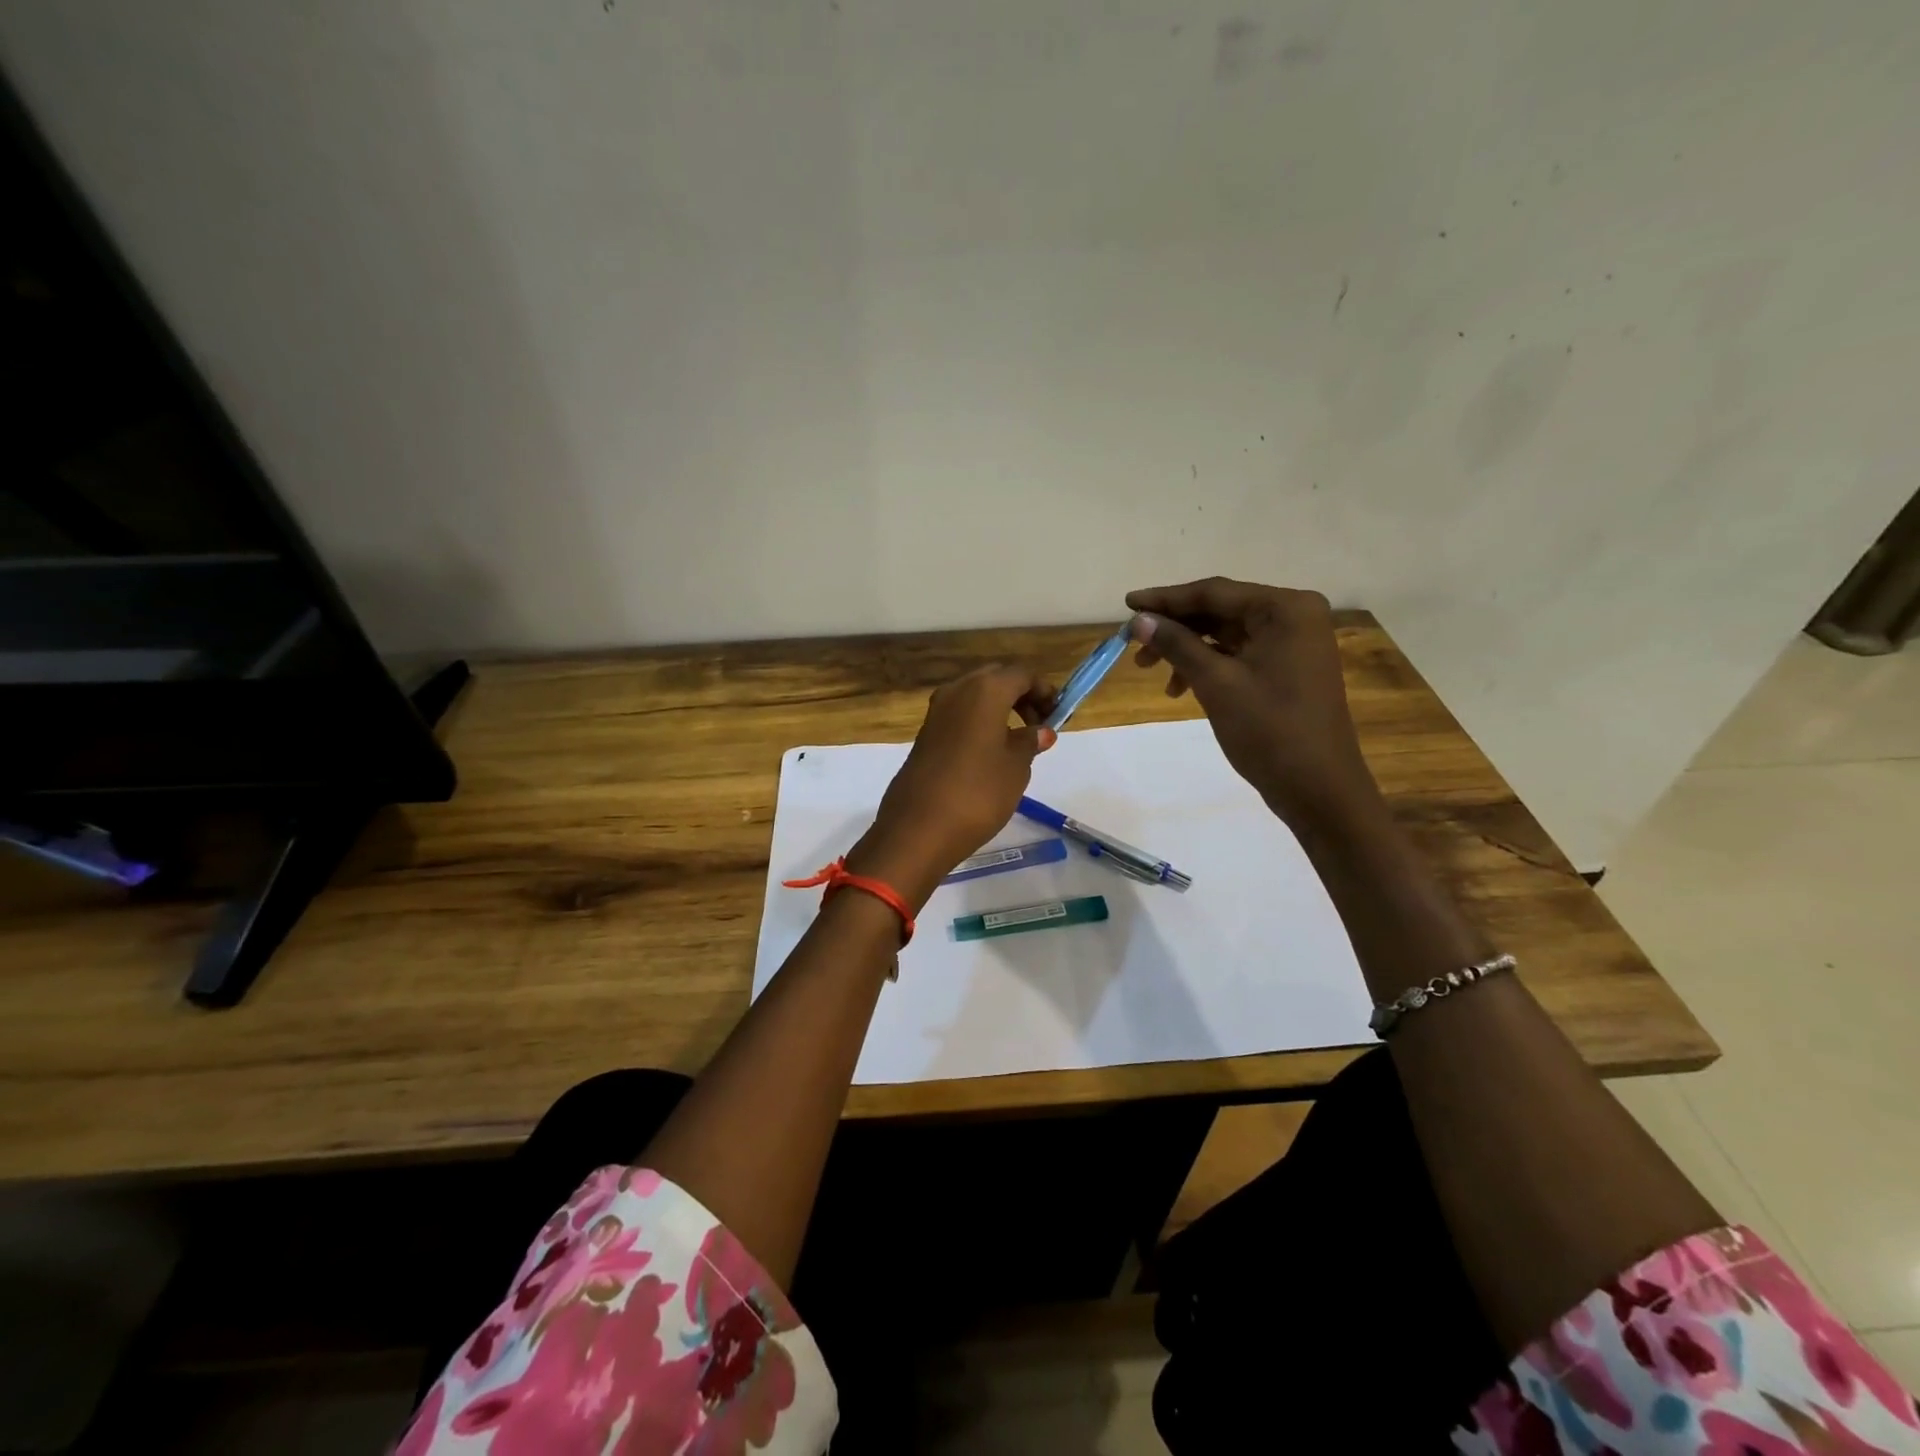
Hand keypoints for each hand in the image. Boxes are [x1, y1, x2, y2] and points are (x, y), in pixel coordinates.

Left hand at [846, 666, 1057, 909]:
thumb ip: (1030, 742)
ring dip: (998, 709)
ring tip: (1017, 742)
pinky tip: (990, 753)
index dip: (1044, 691)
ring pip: (975, 696)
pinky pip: (959, 716)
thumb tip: (1041, 731)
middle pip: (996, 679)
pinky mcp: (925, 733)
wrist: (919, 828)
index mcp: (985, 690)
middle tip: (1038, 725)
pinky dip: (979, 723)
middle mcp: (957, 690)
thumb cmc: (978, 792)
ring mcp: (936, 711)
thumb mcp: (1016, 767)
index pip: (1022, 675)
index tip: (1058, 715)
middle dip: (1020, 696)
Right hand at [1125, 577, 1381, 829]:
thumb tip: (1138, 620)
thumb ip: (1177, 645)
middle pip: (1220, 611)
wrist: (1319, 789)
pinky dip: (1208, 665)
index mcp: (1285, 609)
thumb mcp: (1216, 683)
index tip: (1126, 605)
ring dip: (1187, 649)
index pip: (1214, 593)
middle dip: (1175, 627)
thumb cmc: (1270, 730)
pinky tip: (1180, 687)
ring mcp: (1293, 644)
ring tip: (1150, 670)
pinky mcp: (1288, 669)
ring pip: (1226, 634)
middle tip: (1133, 643)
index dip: (1165, 599)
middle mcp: (1294, 617)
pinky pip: (1238, 654)